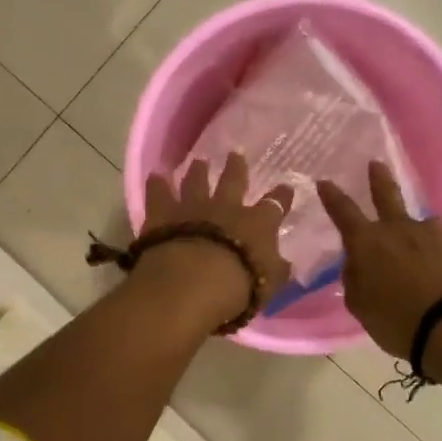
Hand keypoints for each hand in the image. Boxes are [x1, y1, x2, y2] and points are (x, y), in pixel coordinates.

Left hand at [137, 153, 293, 325]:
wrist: (192, 283)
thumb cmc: (239, 286)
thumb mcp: (270, 284)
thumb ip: (277, 270)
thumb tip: (286, 264)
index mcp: (257, 224)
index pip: (274, 206)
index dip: (281, 197)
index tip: (286, 187)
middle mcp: (226, 208)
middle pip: (233, 181)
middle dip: (236, 168)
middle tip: (235, 154)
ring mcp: (193, 207)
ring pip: (196, 181)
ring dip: (198, 171)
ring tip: (198, 161)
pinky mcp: (163, 214)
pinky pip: (159, 194)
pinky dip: (157, 185)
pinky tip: (155, 176)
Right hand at [318, 162, 441, 358]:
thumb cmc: (398, 322)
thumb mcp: (361, 307)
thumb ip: (355, 280)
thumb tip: (357, 264)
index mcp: (368, 243)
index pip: (343, 212)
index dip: (332, 197)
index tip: (325, 182)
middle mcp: (400, 228)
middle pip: (386, 195)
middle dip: (378, 178)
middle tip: (376, 164)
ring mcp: (434, 231)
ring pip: (420, 227)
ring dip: (417, 238)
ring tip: (424, 261)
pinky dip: (441, 254)